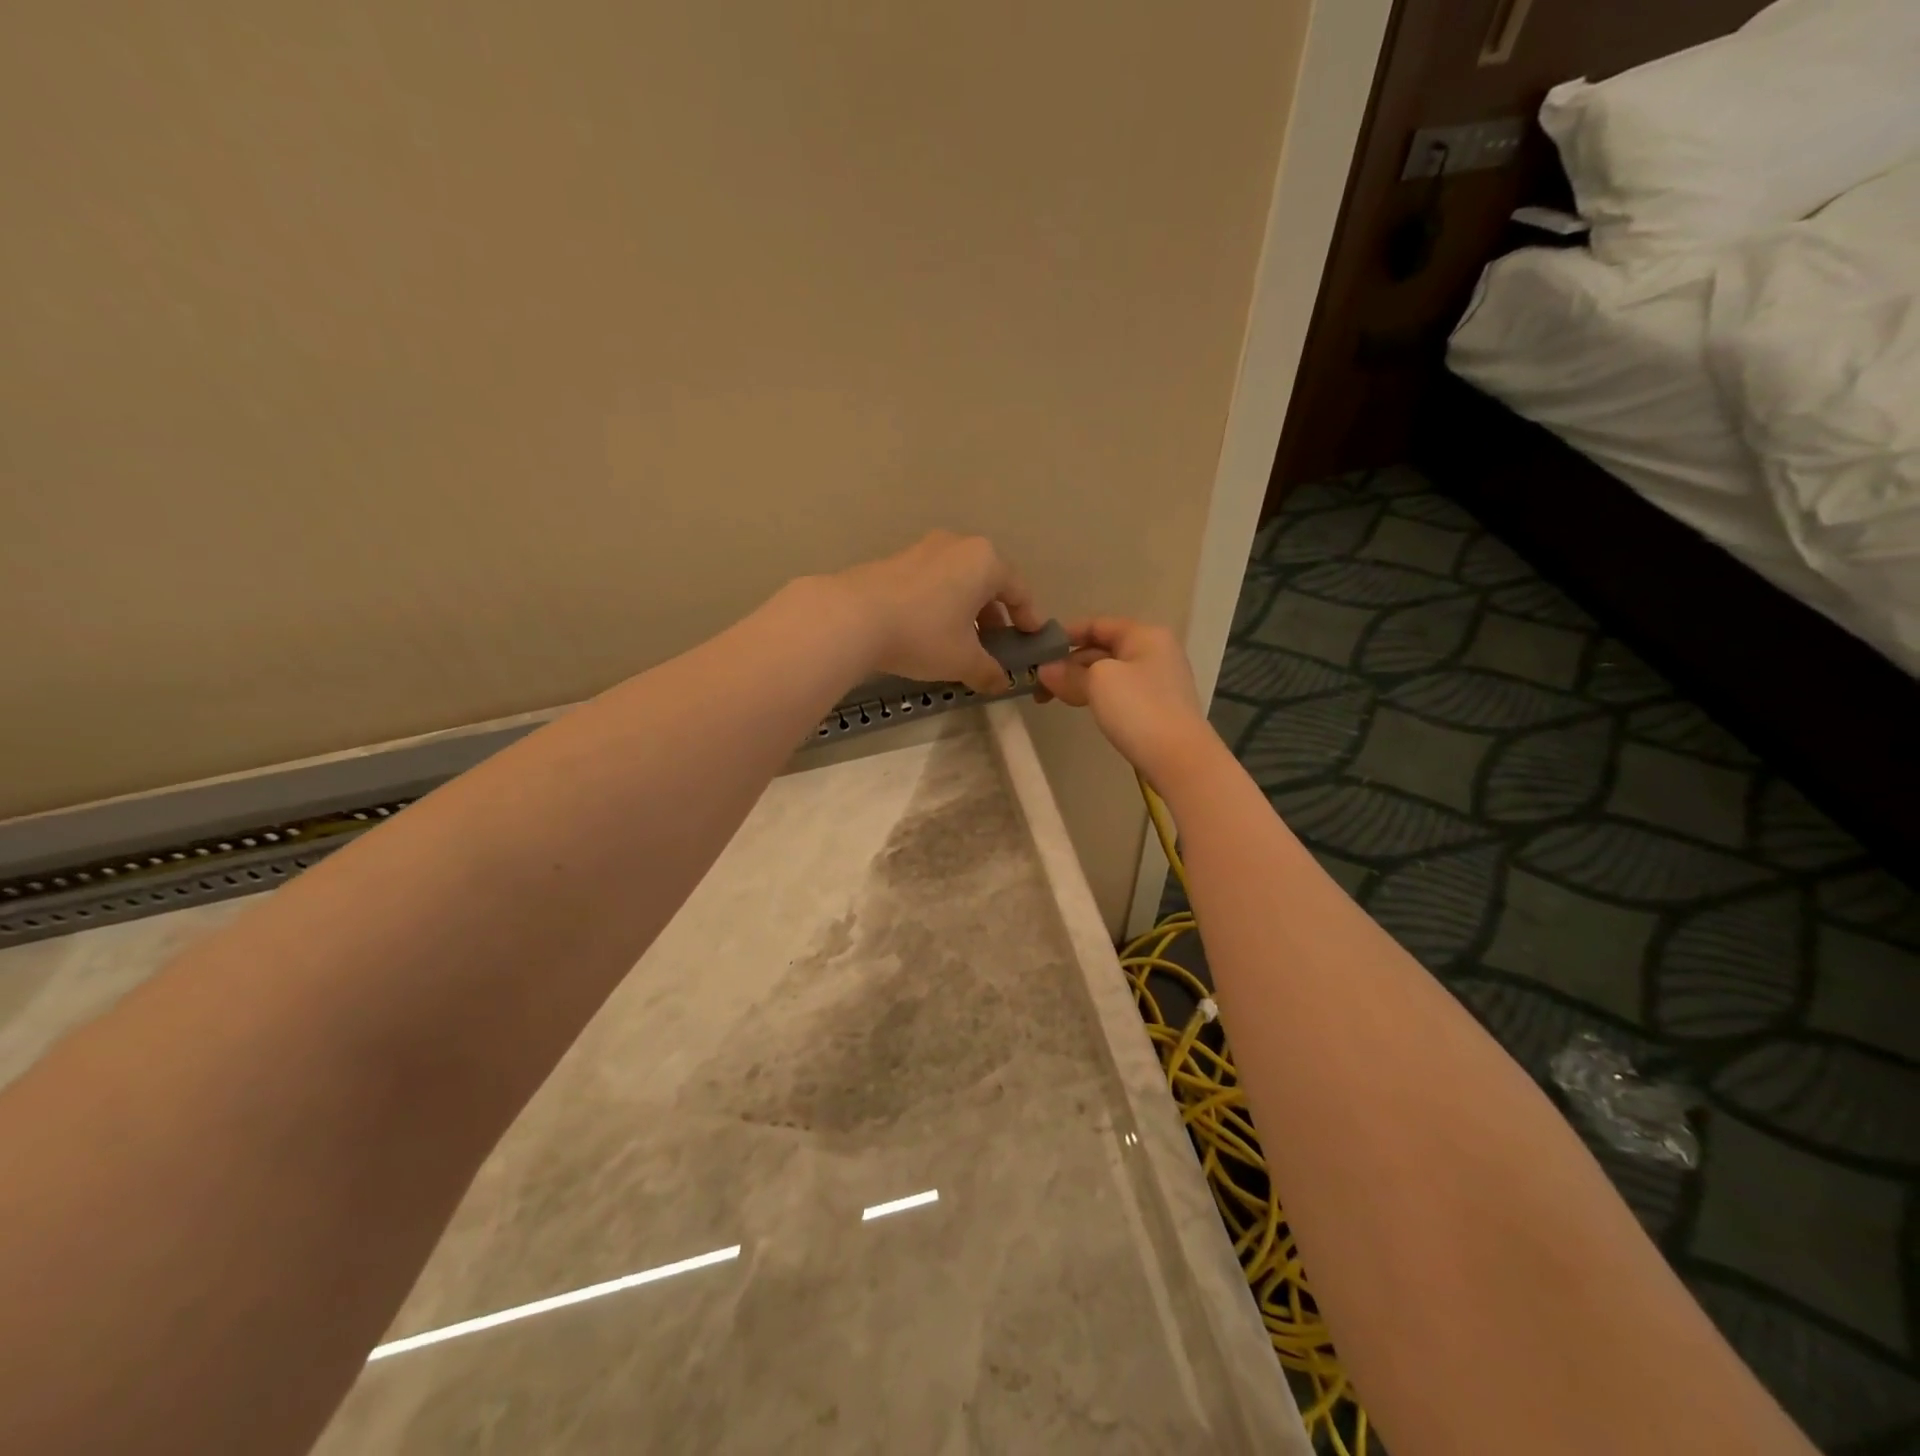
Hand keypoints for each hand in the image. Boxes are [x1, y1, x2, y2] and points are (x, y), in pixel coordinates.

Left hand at [828, 531, 1043, 693]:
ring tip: (963, 643)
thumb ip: (989, 671)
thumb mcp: (963, 660)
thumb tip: (1001, 683)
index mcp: (985, 561)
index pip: (1019, 591)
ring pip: (958, 582)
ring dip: (966, 611)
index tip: (1031, 640)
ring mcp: (923, 549)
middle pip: (988, 583)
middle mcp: (957, 546)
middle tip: (996, 646)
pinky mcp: (895, 560)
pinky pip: (932, 583)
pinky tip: (931, 632)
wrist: (852, 617)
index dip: (1029, 619)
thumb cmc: (923, 634)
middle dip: (995, 616)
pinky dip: (941, 605)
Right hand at [1037, 618, 1216, 787]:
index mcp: (1144, 635)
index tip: (1038, 650)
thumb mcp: (1098, 681)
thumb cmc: (1138, 708)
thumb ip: (1068, 673)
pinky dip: (1097, 696)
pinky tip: (1082, 707)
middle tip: (1039, 683)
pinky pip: (1120, 693)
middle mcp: (1155, 651)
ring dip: (1080, 682)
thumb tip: (1045, 670)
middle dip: (1069, 663)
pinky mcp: (1157, 707)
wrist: (1179, 758)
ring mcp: (1158, 681)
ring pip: (1109, 673)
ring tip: (1053, 698)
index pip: (1098, 624)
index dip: (1066, 634)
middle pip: (1103, 649)